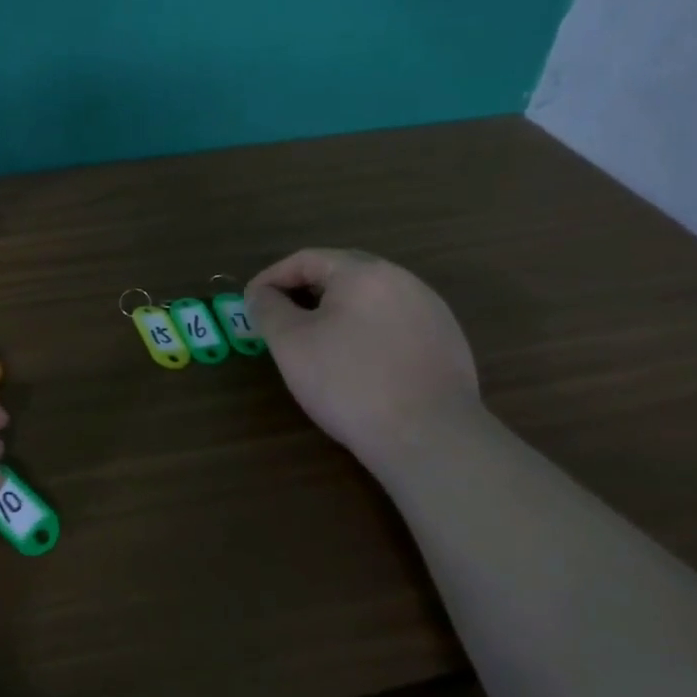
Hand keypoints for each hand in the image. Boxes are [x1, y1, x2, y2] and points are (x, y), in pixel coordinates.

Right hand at [248, 248, 480, 472]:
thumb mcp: (290, 344)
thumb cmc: (348, 382)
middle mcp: (402, 280)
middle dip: (304, 292)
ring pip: (370, 299)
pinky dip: (366, 331)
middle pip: (341, 274)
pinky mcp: (447, 341)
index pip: (306, 259)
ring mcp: (431, 310)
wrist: (429, 437)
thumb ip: (268, 309)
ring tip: (316, 341)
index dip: (271, 278)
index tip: (250, 303)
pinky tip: (358, 362)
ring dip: (336, 311)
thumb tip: (260, 295)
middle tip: (279, 319)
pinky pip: (395, 323)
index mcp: (363, 272)